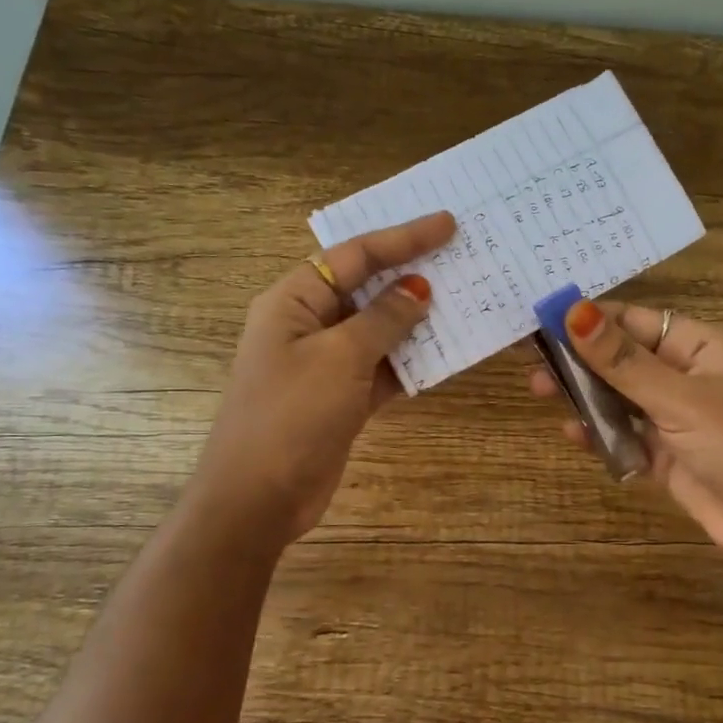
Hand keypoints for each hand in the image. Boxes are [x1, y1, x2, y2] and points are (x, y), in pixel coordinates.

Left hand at [196, 211, 456, 545]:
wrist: (258, 497)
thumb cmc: (292, 415)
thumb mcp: (340, 358)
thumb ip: (383, 320)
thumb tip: (417, 290)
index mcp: (294, 300)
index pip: (354, 255)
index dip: (402, 238)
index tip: (448, 225)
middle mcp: (308, 323)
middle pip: (366, 287)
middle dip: (411, 274)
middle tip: (461, 257)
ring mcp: (325, 363)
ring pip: (379, 329)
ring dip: (416, 320)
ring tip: (465, 301)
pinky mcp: (341, 397)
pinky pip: (383, 367)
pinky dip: (411, 361)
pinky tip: (447, 353)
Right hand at [530, 299, 722, 588]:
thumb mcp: (679, 398)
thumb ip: (622, 361)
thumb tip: (573, 312)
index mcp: (699, 348)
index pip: (636, 322)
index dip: (593, 319)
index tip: (545, 318)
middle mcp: (685, 378)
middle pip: (623, 360)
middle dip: (580, 359)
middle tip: (533, 360)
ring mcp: (674, 420)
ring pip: (619, 400)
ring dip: (584, 397)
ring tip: (539, 391)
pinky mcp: (665, 459)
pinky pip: (624, 439)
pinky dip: (600, 435)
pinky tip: (572, 432)